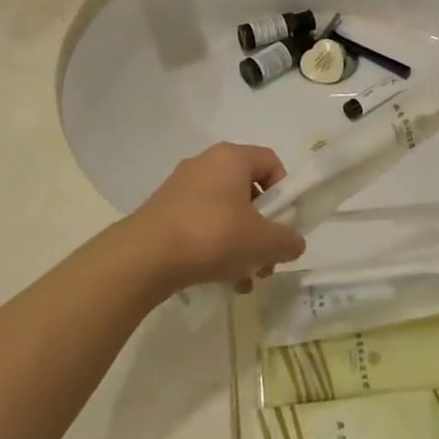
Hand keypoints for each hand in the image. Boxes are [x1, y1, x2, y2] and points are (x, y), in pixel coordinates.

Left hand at [129, 143, 306, 292]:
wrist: (145, 257)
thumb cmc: (212, 236)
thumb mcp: (262, 242)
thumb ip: (287, 240)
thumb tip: (294, 243)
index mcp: (231, 157)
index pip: (270, 162)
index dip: (285, 192)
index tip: (284, 224)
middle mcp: (206, 164)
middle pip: (248, 191)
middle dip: (262, 228)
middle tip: (266, 260)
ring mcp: (182, 187)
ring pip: (225, 212)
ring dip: (240, 244)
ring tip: (243, 279)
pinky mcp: (164, 211)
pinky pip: (201, 224)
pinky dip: (215, 247)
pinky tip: (220, 281)